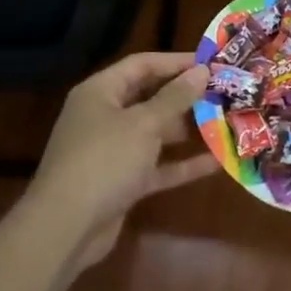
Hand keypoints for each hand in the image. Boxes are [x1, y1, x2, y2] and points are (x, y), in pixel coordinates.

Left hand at [23, 52, 217, 269]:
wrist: (65, 228)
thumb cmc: (104, 160)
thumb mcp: (143, 124)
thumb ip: (175, 97)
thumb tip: (201, 70)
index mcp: (100, 92)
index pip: (142, 65)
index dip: (176, 62)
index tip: (211, 62)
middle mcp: (104, 116)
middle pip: (149, 97)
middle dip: (185, 96)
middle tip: (223, 93)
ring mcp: (112, 151)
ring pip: (155, 133)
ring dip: (187, 130)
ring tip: (224, 122)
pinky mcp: (121, 182)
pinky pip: (156, 166)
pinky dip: (181, 164)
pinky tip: (216, 162)